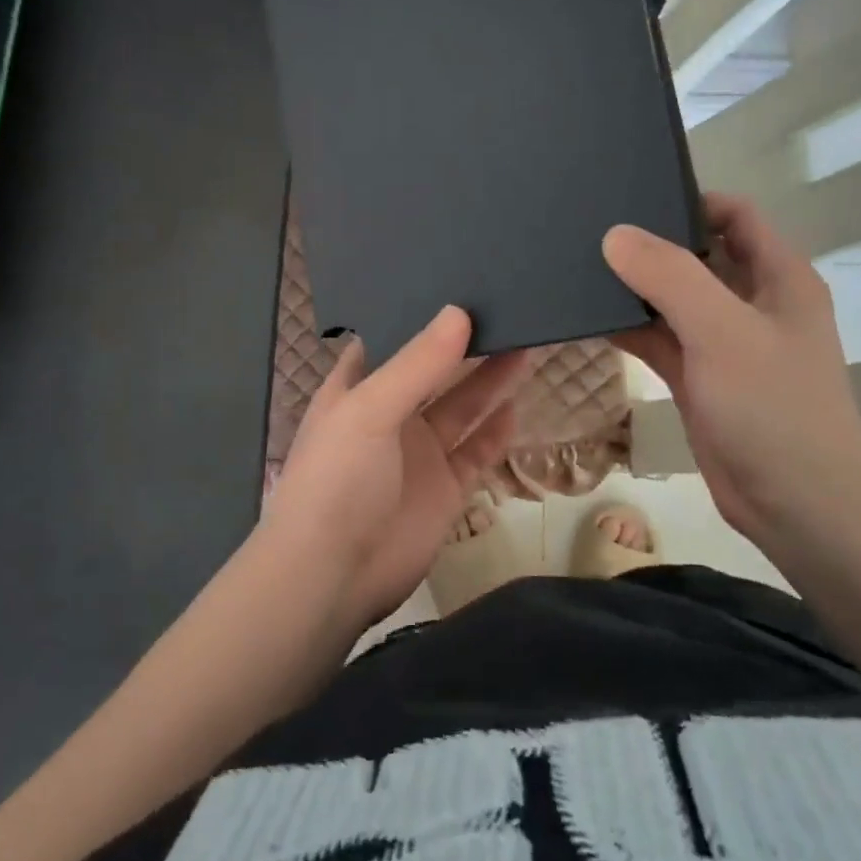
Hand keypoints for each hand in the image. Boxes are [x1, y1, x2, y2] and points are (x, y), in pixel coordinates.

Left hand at [264, 307, 529, 628]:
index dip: (421, 316)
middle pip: (435, 371)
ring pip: (462, 408)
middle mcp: (390, 416)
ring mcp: (419, 454)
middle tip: (509, 307)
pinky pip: (477, 452)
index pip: (392, 341)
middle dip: (467, 345)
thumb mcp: (369, 410)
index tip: (459, 284)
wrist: (333, 575)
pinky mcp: (445, 489)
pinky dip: (497, 432)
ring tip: (528, 341)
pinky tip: (519, 405)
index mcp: (357, 390)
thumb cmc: (338, 478)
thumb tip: (460, 311)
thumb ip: (417, 363)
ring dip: (491, 381)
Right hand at [603, 194, 860, 540]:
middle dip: (649, 243)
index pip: (734, 214)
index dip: (688, 200)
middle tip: (588, 231)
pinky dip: (629, 328)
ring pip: (672, 299)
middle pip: (697, 254)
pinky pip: (659, 339)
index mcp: (777, 277)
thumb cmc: (773, 408)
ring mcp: (724, 343)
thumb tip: (614, 235)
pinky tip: (587, 319)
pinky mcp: (700, 379)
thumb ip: (669, 277)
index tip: (630, 198)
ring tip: (576, 268)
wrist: (798, 505)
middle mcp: (752, 302)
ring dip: (633, 288)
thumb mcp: (722, 331)